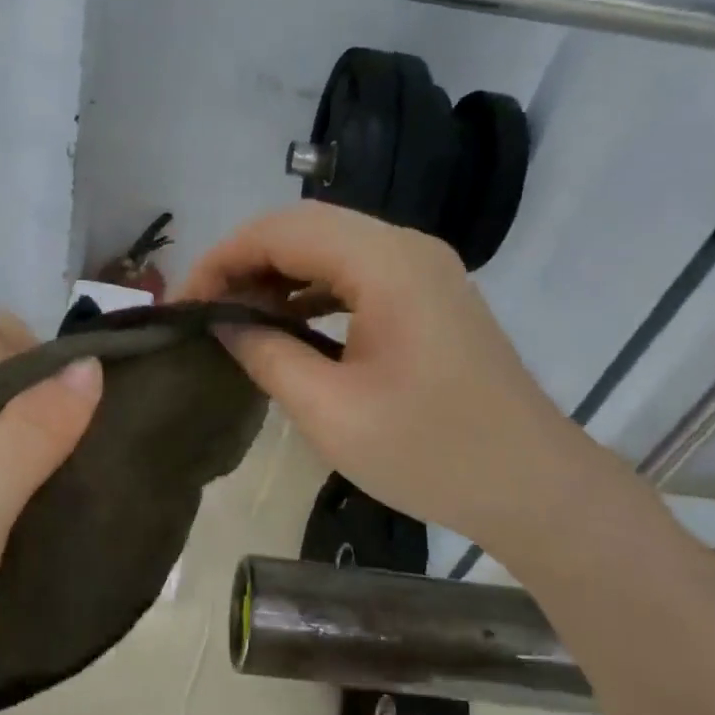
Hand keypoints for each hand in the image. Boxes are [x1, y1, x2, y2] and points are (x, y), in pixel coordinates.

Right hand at [180, 204, 604, 552]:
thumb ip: (266, 353)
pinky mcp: (428, 294)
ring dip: (276, 273)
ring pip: (328, 246)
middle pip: (304, 227)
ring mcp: (422, 268)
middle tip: (202, 309)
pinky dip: (310, 289)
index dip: (222, 258)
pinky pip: (354, 272)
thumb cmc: (430, 453)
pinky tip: (284, 322)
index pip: (282, 230)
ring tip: (233, 315)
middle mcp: (406, 247)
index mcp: (386, 264)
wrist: (532, 486)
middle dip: (244, 261)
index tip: (182, 304)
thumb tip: (220, 321)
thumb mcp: (330, 410)